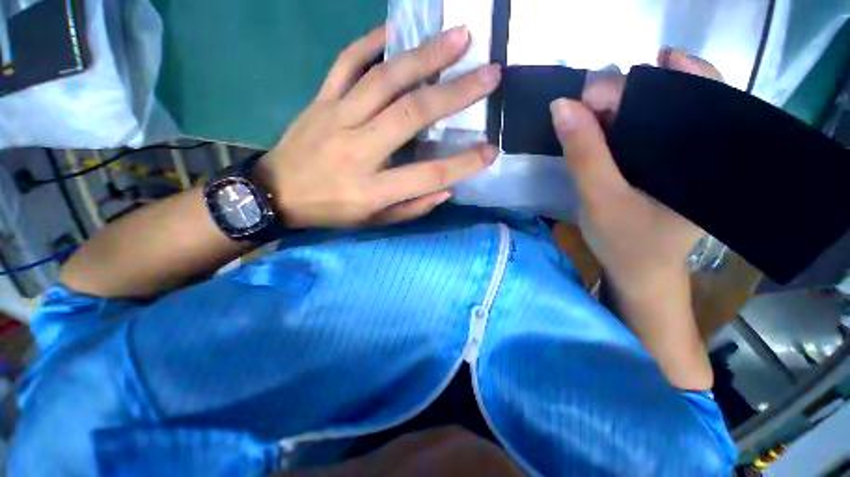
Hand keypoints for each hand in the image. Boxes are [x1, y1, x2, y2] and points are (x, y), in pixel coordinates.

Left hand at [256, 26, 500, 228]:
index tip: (490, 151)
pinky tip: (396, 30)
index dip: (462, 164)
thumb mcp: (375, 222)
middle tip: (490, 74)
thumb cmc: (332, 211)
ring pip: (384, 79)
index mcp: (371, 189)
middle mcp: (357, 149)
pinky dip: (372, 41)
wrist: (277, 192)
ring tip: (459, 38)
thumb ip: (412, 208)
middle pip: (411, 115)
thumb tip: (447, 189)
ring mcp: (336, 117)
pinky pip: (346, 62)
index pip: (427, 175)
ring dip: (424, 56)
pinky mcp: (320, 100)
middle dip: (455, 94)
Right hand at [551, 49, 723, 297]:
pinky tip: (599, 129)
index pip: (686, 91)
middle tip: (582, 107)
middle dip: (625, 92)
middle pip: (672, 93)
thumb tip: (562, 106)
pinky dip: (620, 123)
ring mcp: (685, 154)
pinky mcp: (667, 163)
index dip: (638, 83)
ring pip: (657, 110)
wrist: (639, 272)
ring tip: (587, 117)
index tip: (589, 97)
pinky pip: (647, 129)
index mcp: (708, 152)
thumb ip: (584, 153)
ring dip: (620, 107)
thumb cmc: (627, 242)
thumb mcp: (601, 198)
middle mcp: (706, 144)